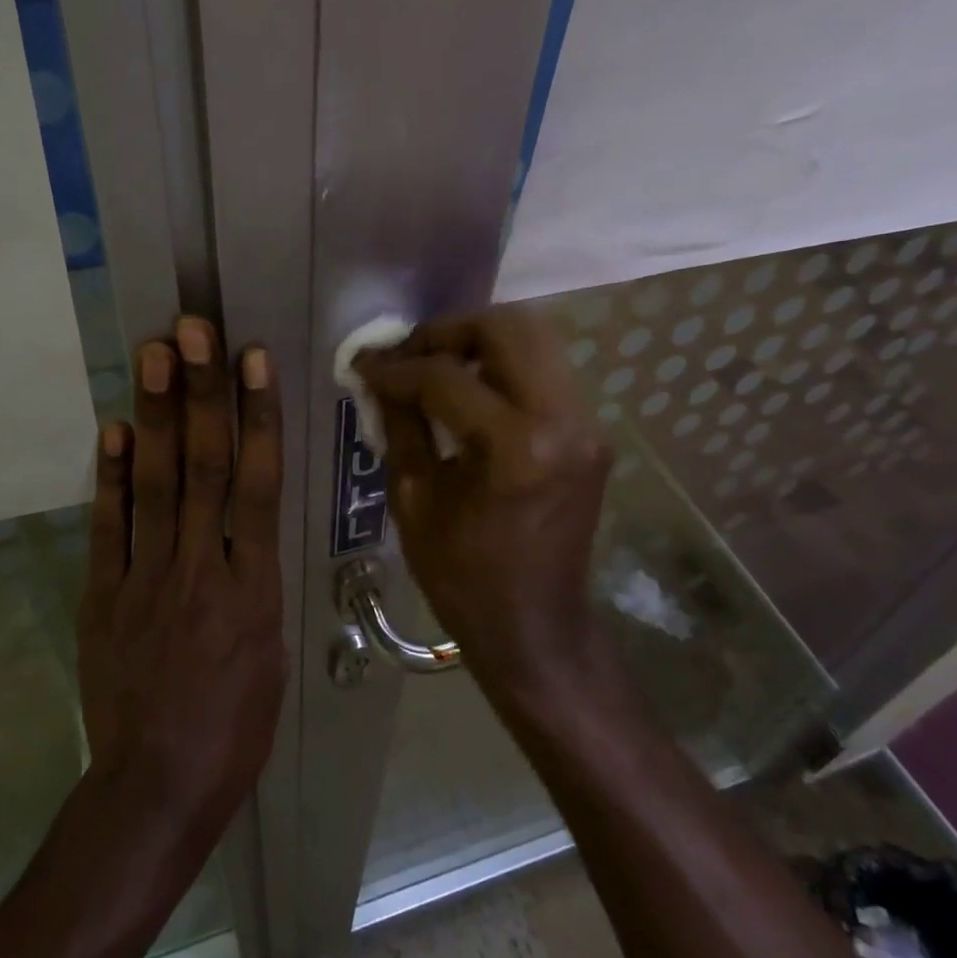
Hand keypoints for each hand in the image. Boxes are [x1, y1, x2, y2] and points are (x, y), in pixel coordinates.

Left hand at [77, 317, 286, 834]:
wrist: (157, 787)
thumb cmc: (235, 725)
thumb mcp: (272, 651)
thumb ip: (257, 578)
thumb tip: (248, 525)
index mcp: (253, 585)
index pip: (257, 483)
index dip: (257, 417)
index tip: (254, 360)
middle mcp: (200, 567)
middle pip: (203, 467)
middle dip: (201, 394)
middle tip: (193, 330)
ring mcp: (145, 577)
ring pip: (155, 484)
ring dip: (156, 416)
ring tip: (154, 356)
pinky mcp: (102, 595)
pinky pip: (108, 527)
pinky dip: (110, 476)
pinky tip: (113, 428)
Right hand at [356, 306, 611, 695]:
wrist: (536, 629)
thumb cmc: (464, 578)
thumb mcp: (414, 501)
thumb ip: (399, 425)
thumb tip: (379, 377)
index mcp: (517, 448)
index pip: (446, 377)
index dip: (397, 367)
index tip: (364, 366)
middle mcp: (564, 421)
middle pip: (508, 328)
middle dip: (448, 331)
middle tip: (409, 354)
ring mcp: (587, 425)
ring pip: (536, 340)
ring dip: (479, 342)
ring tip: (435, 366)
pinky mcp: (592, 434)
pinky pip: (545, 373)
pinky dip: (503, 366)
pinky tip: (469, 391)